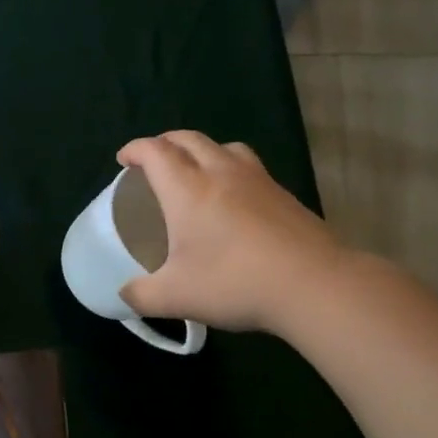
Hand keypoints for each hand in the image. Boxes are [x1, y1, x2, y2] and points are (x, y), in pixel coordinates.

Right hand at [116, 131, 354, 333]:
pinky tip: (233, 198)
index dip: (135, 149)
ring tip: (195, 171)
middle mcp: (221, 172)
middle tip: (152, 161)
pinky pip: (249, 166)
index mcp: (187, 189)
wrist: (313, 284)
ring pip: (224, 146)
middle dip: (165, 143)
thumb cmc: (234, 283)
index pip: (155, 151)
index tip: (123, 160)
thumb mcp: (175, 298)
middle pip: (189, 139)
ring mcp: (258, 180)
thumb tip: (124, 295)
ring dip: (202, 149)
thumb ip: (140, 295)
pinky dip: (231, 168)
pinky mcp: (284, 194)